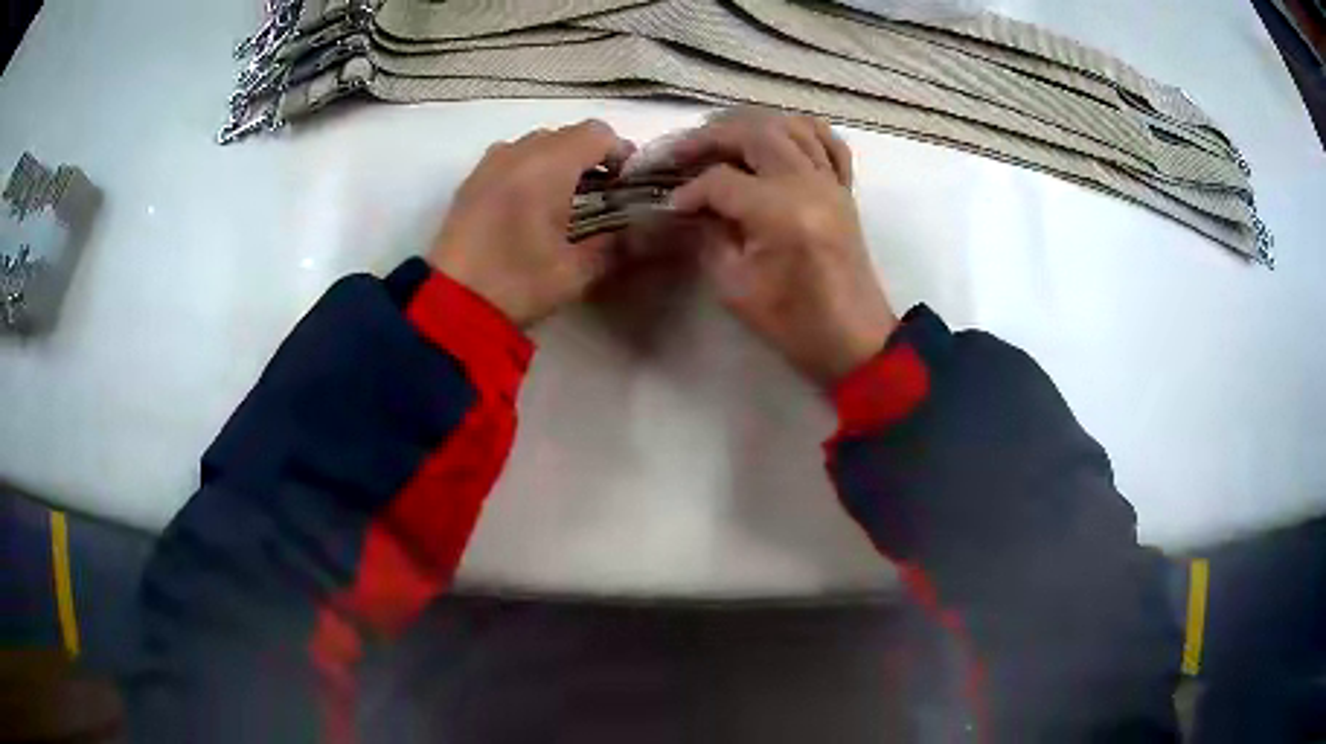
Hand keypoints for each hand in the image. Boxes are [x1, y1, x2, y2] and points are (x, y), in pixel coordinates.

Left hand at [428, 121, 634, 327]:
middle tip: (603, 193)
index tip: (629, 183)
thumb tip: (641, 233)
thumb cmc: (517, 283)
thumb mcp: (576, 272)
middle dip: (591, 157)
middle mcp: (517, 152)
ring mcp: (489, 164)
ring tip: (567, 199)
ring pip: (536, 144)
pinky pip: (510, 159)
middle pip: (566, 135)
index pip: (597, 134)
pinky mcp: (470, 182)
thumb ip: (616, 246)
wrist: (449, 305)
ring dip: (559, 161)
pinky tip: (531, 206)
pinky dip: (530, 169)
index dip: (621, 152)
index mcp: (548, 165)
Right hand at [667, 109, 897, 386]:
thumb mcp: (735, 288)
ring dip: (751, 125)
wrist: (854, 341)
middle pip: (754, 133)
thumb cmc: (793, 324)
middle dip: (710, 138)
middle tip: (681, 152)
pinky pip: (828, 143)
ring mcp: (832, 183)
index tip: (670, 206)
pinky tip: (777, 138)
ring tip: (720, 139)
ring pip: (790, 126)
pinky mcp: (845, 190)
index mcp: (781, 212)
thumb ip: (709, 237)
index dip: (689, 190)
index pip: (721, 181)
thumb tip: (692, 208)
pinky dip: (801, 131)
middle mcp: (809, 184)